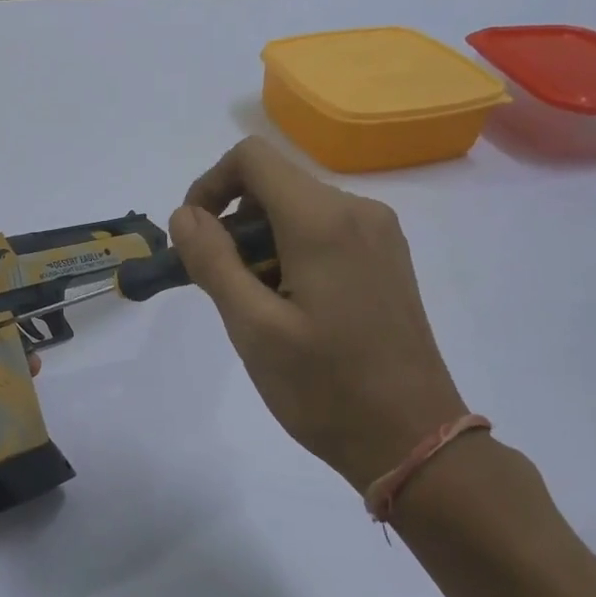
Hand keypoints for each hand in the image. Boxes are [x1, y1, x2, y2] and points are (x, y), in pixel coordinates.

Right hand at [170, 138, 467, 490]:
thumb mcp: (253, 327)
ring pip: (296, 211)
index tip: (193, 239)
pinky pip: (324, 233)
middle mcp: (358, 211)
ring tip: (254, 308)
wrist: (411, 437)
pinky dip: (289, 255)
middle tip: (220, 288)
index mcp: (324, 221)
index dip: (208, 187)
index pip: (251, 159)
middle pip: (273, 185)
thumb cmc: (324, 387)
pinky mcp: (386, 259)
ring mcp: (379, 235)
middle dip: (232, 226)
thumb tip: (184, 214)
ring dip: (259, 245)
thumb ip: (212, 261)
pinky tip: (289, 309)